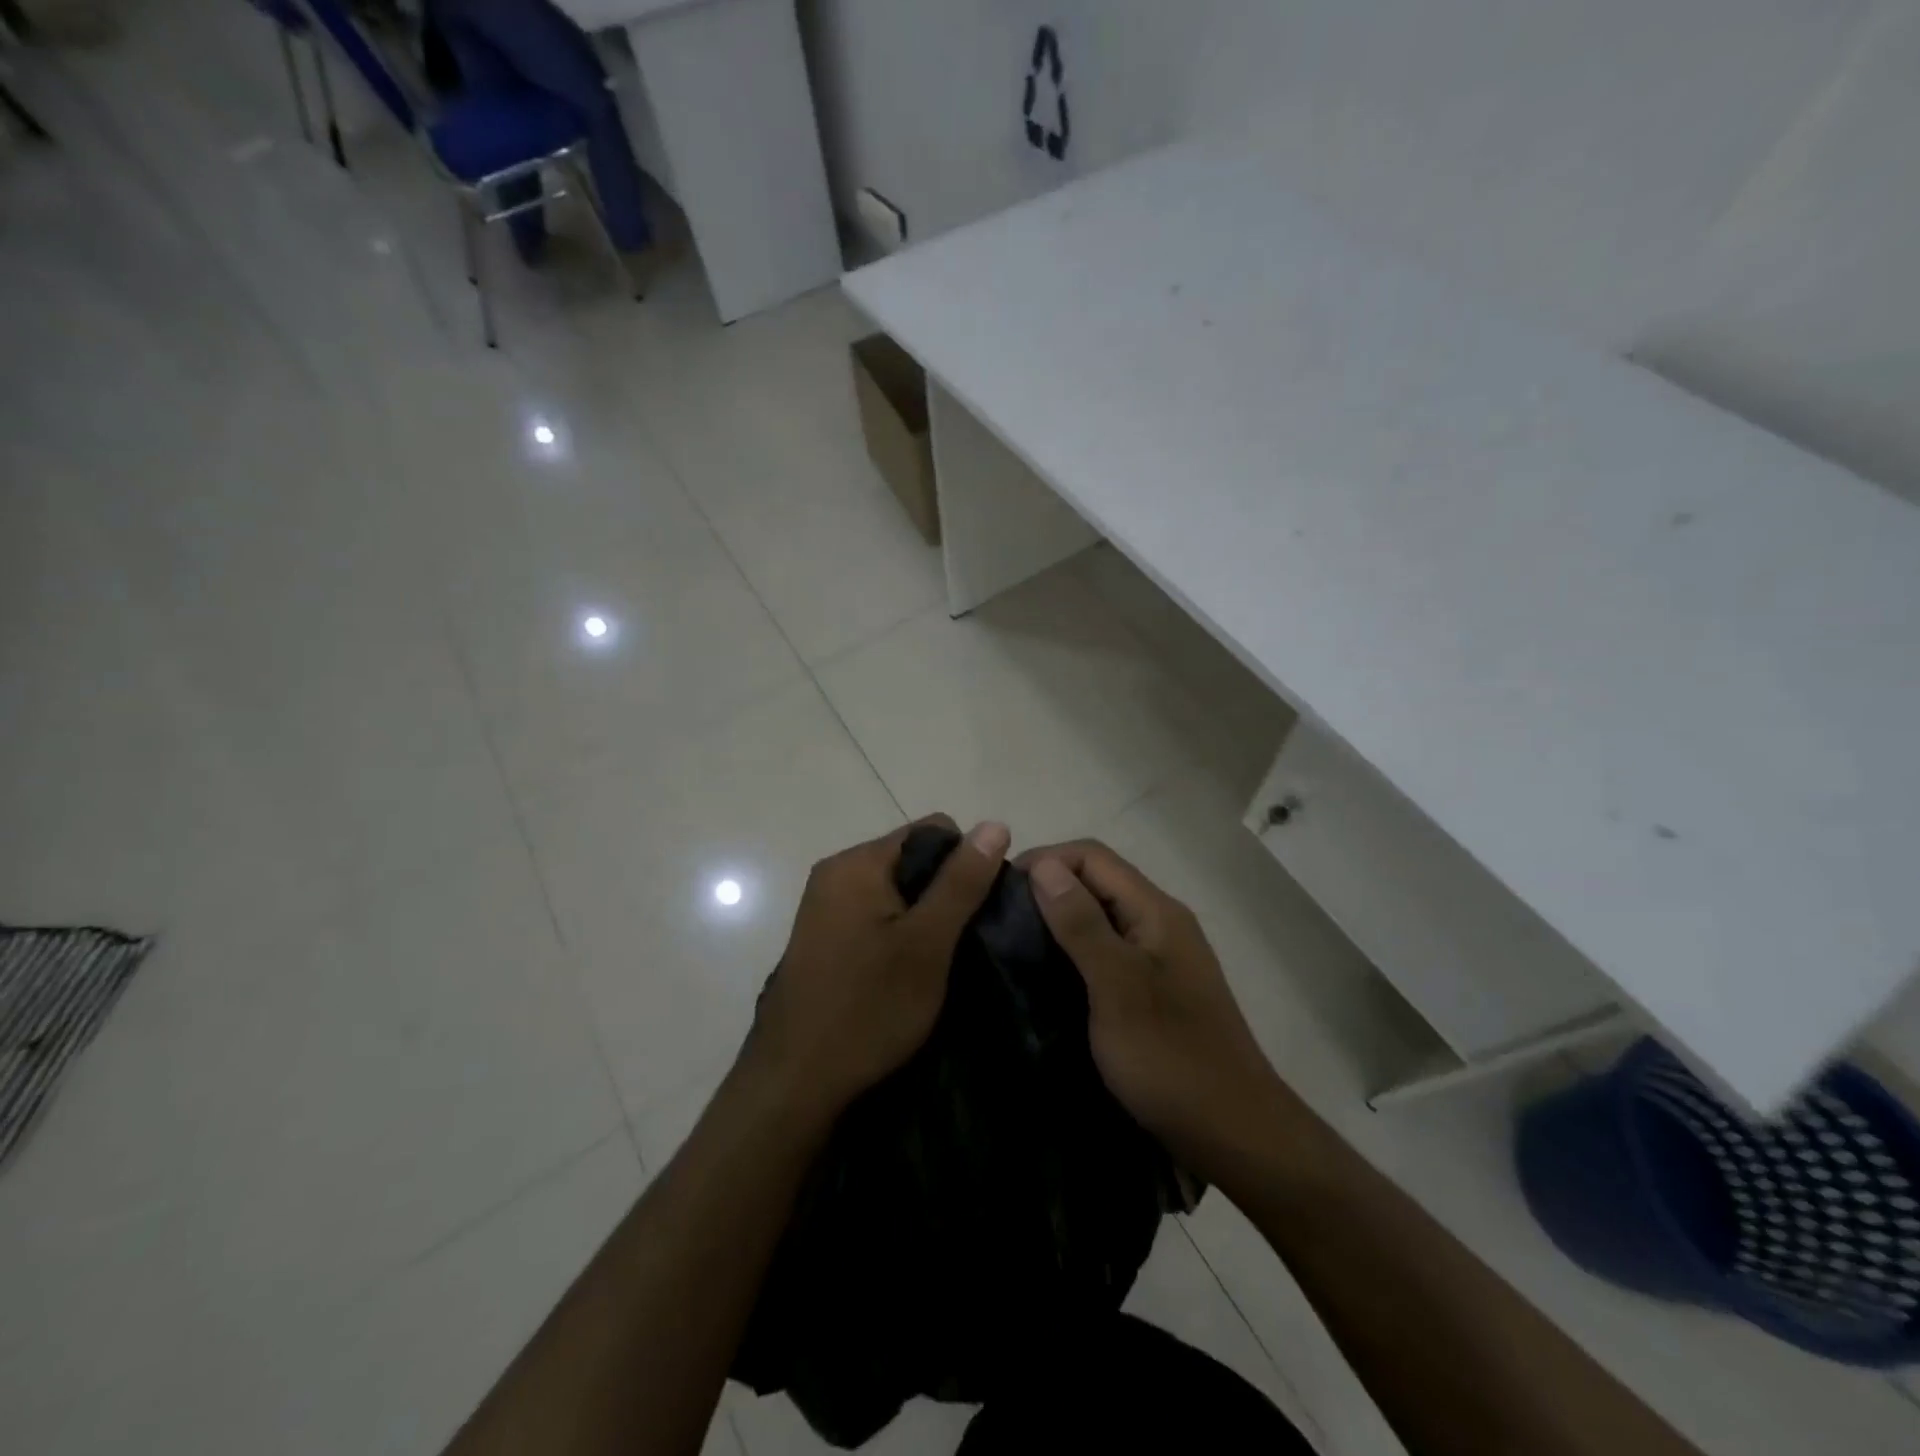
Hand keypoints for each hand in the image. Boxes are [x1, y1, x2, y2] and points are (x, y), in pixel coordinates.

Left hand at [745, 815, 1010, 1119]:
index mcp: (858, 863)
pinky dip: (899, 934)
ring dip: (923, 917)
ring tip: (938, 962)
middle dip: (944, 892)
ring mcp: (825, 906)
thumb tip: (995, 824)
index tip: (975, 913)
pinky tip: (908, 972)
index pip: (932, 831)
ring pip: (896, 891)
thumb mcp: (927, 944)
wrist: (795, 1083)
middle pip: (912, 859)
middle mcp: (836, 873)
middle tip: (959, 943)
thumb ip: (961, 882)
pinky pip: (875, 915)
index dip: (965, 863)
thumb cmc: (867, 1008)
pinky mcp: (823, 937)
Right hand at [1022, 841, 1282, 1177]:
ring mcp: (1160, 958)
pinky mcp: (1154, 990)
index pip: (1092, 856)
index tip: (1000, 890)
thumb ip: (1081, 924)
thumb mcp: (1117, 987)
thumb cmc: (1172, 1058)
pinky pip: (1107, 951)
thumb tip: (1043, 865)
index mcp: (1156, 911)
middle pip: (1098, 881)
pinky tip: (1047, 976)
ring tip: (1013, 945)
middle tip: (999, 919)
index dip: (1045, 860)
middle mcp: (1160, 923)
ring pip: (1101, 917)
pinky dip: (1074, 951)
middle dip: (1048, 887)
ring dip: (1059, 920)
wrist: (1236, 1135)